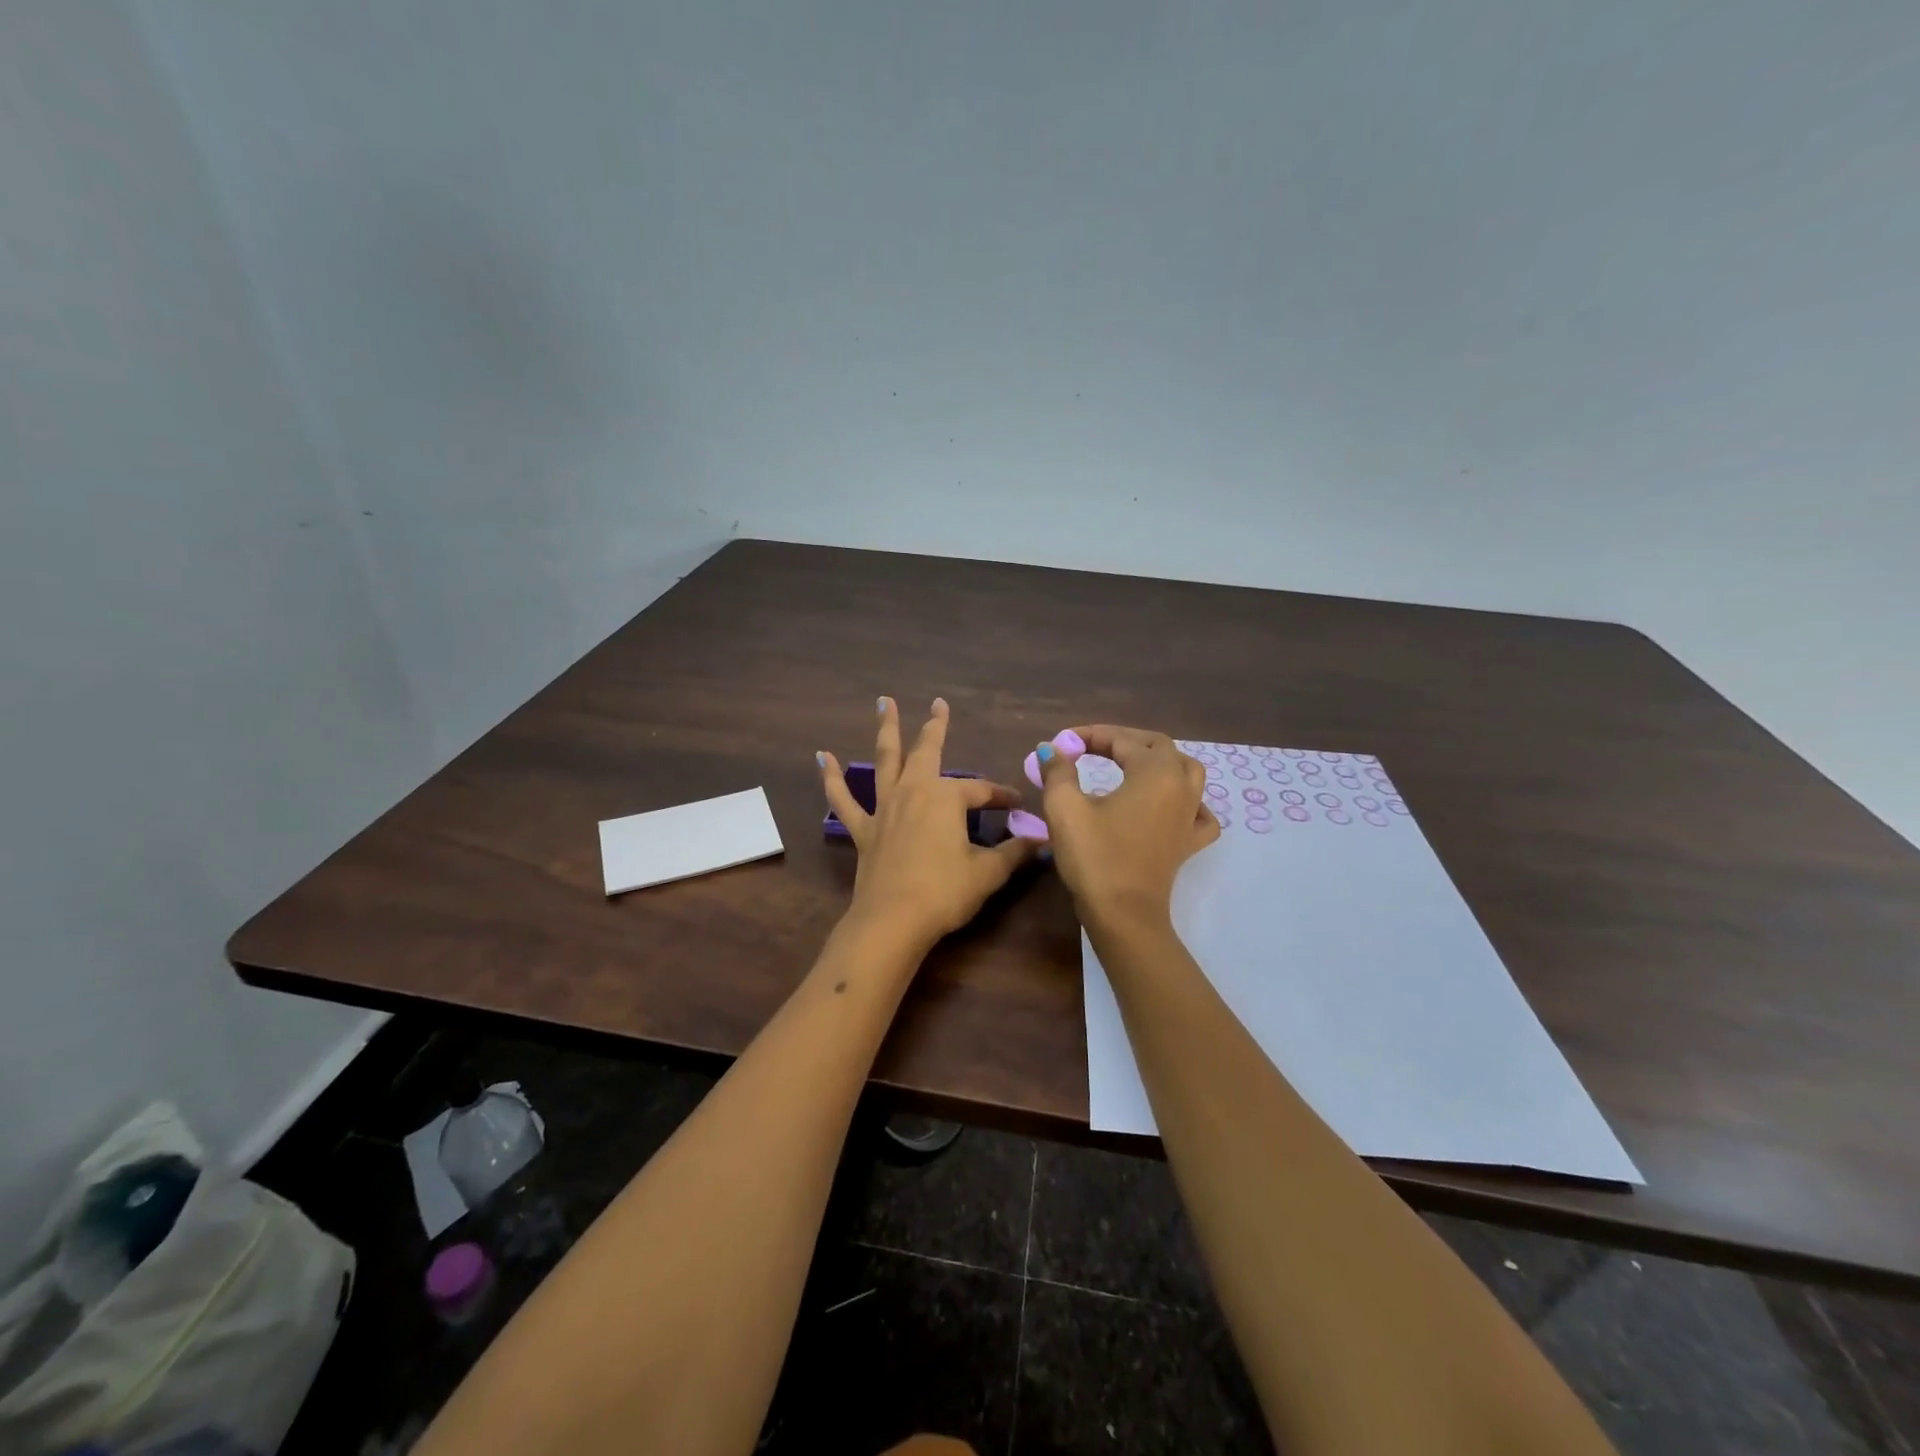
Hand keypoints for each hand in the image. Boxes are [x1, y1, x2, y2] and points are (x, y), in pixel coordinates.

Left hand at [818, 697, 1039, 949]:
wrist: (893, 920)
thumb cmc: (944, 892)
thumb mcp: (988, 873)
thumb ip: (1014, 853)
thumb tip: (1042, 840)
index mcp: (947, 798)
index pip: (982, 791)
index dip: (1002, 797)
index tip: (1018, 806)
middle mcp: (914, 791)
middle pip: (927, 752)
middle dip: (936, 727)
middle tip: (939, 703)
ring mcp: (885, 808)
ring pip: (885, 761)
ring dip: (886, 730)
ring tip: (884, 702)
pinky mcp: (863, 830)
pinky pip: (844, 800)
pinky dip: (832, 778)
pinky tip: (823, 757)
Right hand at [1033, 725, 1219, 929]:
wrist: (1123, 914)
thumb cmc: (1094, 857)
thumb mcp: (1065, 808)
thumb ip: (1058, 772)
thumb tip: (1051, 748)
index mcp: (1155, 772)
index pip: (1121, 740)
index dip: (1089, 736)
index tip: (1061, 743)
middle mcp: (1181, 786)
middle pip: (1157, 746)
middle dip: (1122, 741)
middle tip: (1089, 747)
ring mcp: (1190, 815)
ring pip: (1185, 770)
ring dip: (1157, 760)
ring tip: (1130, 764)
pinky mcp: (1189, 842)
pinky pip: (1199, 810)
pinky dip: (1187, 800)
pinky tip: (1171, 804)